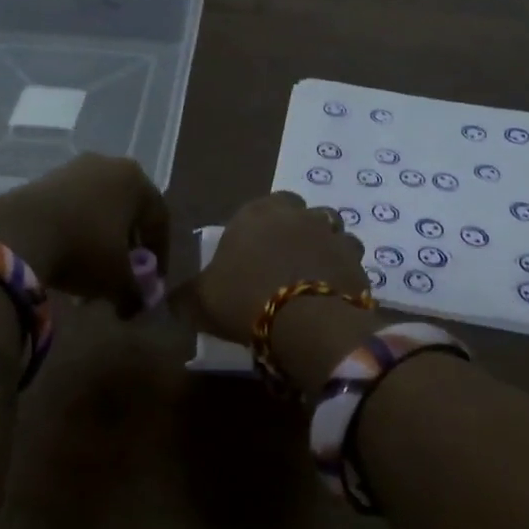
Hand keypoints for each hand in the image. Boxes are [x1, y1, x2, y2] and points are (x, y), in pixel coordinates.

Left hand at [0, 153, 169, 313]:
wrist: (18, 232)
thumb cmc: (84, 249)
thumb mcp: (116, 280)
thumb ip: (134, 294)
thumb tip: (134, 306)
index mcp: (136, 181)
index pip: (159, 220)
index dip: (160, 254)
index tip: (152, 281)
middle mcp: (108, 166)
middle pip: (127, 214)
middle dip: (125, 249)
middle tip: (121, 276)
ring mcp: (73, 169)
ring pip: (97, 212)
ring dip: (98, 244)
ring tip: (88, 277)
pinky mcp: (44, 178)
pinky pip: (71, 209)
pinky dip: (74, 233)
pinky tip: (65, 260)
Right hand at [195, 191, 368, 343]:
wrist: (303, 321)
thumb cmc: (243, 299)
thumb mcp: (198, 302)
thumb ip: (184, 297)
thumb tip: (170, 300)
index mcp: (256, 212)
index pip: (259, 206)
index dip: (257, 229)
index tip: (251, 254)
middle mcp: (298, 214)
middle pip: (300, 214)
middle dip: (295, 232)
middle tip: (283, 263)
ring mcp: (332, 235)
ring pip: (331, 233)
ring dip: (323, 249)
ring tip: (311, 279)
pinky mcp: (357, 261)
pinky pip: (350, 262)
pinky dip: (342, 274)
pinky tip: (331, 295)